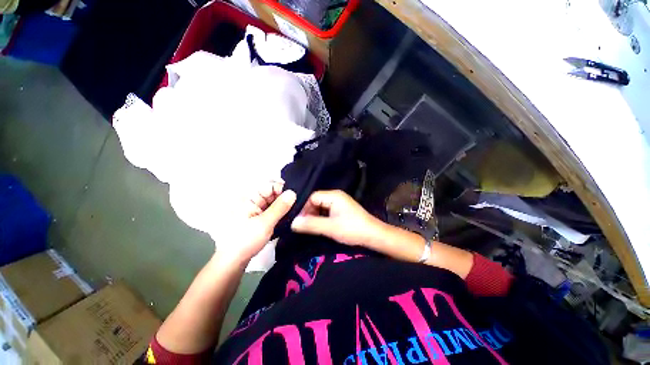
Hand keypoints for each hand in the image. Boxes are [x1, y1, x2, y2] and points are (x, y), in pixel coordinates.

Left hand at [220, 182, 295, 264]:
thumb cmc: (245, 241)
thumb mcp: (265, 223)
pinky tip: (287, 218)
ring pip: (274, 202)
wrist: (233, 262)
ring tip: (294, 212)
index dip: (283, 189)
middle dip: (285, 198)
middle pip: (273, 193)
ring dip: (284, 206)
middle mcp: (253, 201)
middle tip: (298, 206)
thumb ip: (280, 207)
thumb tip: (292, 192)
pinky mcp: (260, 218)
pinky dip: (280, 213)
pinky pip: (273, 211)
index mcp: (250, 198)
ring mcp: (256, 210)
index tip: (295, 197)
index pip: (269, 185)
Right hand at [290, 190, 385, 246]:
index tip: (299, 221)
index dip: (304, 208)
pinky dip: (322, 218)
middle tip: (304, 226)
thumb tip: (292, 223)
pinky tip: (320, 226)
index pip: (312, 197)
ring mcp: (340, 203)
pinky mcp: (342, 210)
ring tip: (310, 227)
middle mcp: (336, 196)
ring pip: (321, 207)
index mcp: (333, 196)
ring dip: (315, 216)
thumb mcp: (330, 228)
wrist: (374, 235)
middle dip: (309, 213)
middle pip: (316, 201)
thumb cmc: (352, 229)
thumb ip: (311, 224)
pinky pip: (327, 211)